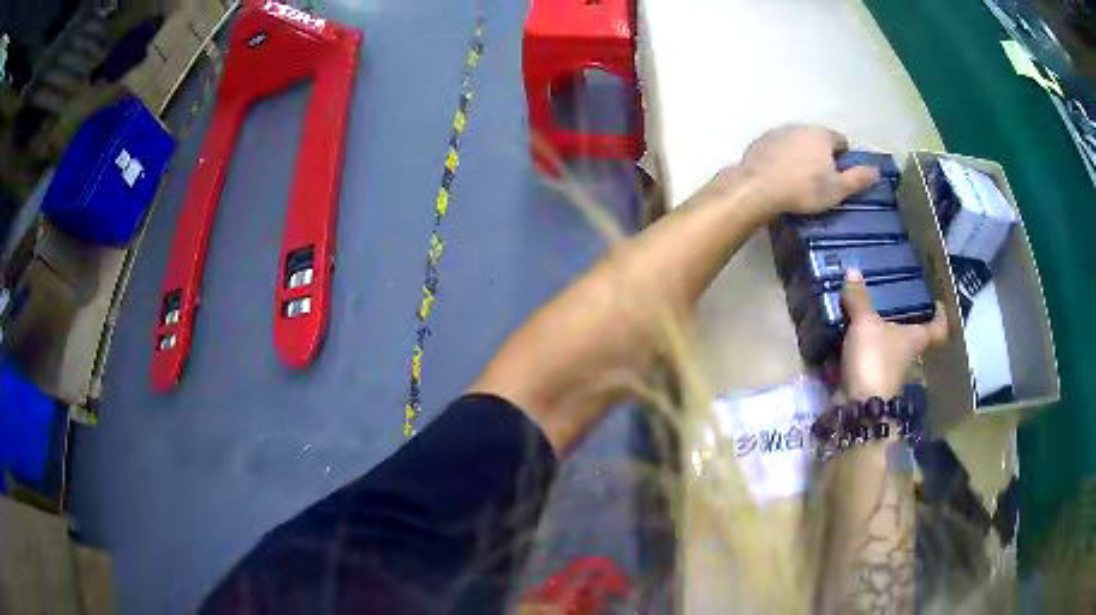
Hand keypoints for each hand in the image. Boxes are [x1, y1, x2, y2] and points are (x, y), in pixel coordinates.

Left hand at [737, 125, 879, 215]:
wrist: (757, 188)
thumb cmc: (804, 189)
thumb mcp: (837, 189)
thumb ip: (858, 179)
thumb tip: (877, 171)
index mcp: (822, 135)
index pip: (840, 140)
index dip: (843, 157)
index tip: (840, 174)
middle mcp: (800, 126)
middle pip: (817, 139)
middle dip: (821, 154)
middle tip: (820, 179)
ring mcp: (777, 132)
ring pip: (796, 141)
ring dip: (800, 154)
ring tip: (799, 179)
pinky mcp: (759, 141)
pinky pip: (777, 148)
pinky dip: (781, 157)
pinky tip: (780, 176)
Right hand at [840, 269, 948, 399]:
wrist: (859, 407)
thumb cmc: (874, 359)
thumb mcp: (865, 323)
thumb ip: (859, 299)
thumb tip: (852, 270)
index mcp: (914, 339)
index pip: (937, 329)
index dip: (939, 316)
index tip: (937, 304)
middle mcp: (905, 357)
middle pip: (909, 339)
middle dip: (898, 324)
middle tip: (886, 304)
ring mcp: (887, 373)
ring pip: (884, 351)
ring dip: (872, 339)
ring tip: (856, 319)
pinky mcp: (867, 385)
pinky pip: (862, 364)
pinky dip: (852, 355)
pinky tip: (838, 343)